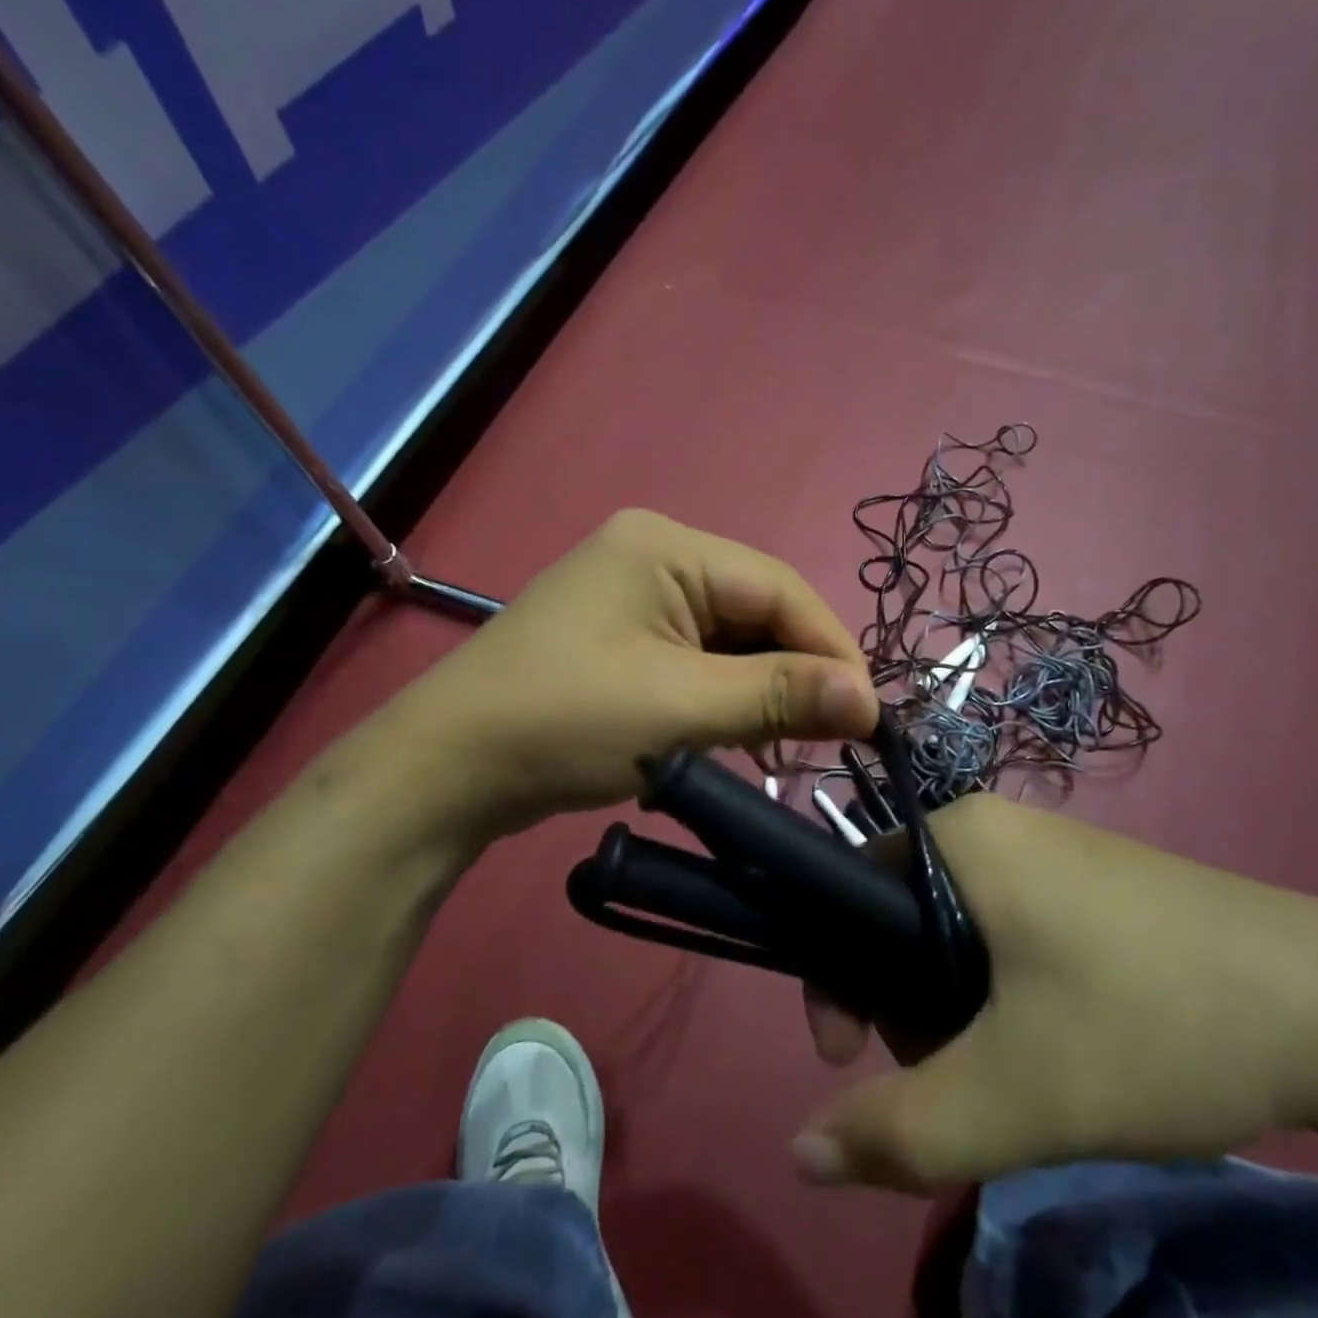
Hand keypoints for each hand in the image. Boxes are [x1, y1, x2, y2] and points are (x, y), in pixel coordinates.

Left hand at [356, 510, 878, 851]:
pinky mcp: (621, 638)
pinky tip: (739, 737)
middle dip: (796, 674)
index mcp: (666, 546)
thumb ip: (781, 696)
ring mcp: (633, 597)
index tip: (872, 716)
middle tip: (831, 737)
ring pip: (730, 639)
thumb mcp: (682, 708)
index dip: (832, 650)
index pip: (779, 588)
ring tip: (786, 747)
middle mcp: (653, 556)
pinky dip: (724, 697)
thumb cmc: (564, 723)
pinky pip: (696, 658)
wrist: (445, 771)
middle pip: (756, 611)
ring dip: (762, 691)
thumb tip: (871, 701)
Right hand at [794, 794, 1317, 1191]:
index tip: (863, 1059)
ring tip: (1024, 1074)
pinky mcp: (1087, 886)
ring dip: (960, 1013)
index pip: (850, 891)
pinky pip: (1007, 933)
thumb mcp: (1018, 1094)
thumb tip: (801, 1155)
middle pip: (901, 919)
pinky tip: (1062, 1044)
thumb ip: (900, 1131)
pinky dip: (1008, 996)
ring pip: (955, 934)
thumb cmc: (1158, 1022)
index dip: (839, 980)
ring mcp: (1046, 853)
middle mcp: (994, 828)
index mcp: (960, 835)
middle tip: (971, 1080)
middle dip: (911, 1010)